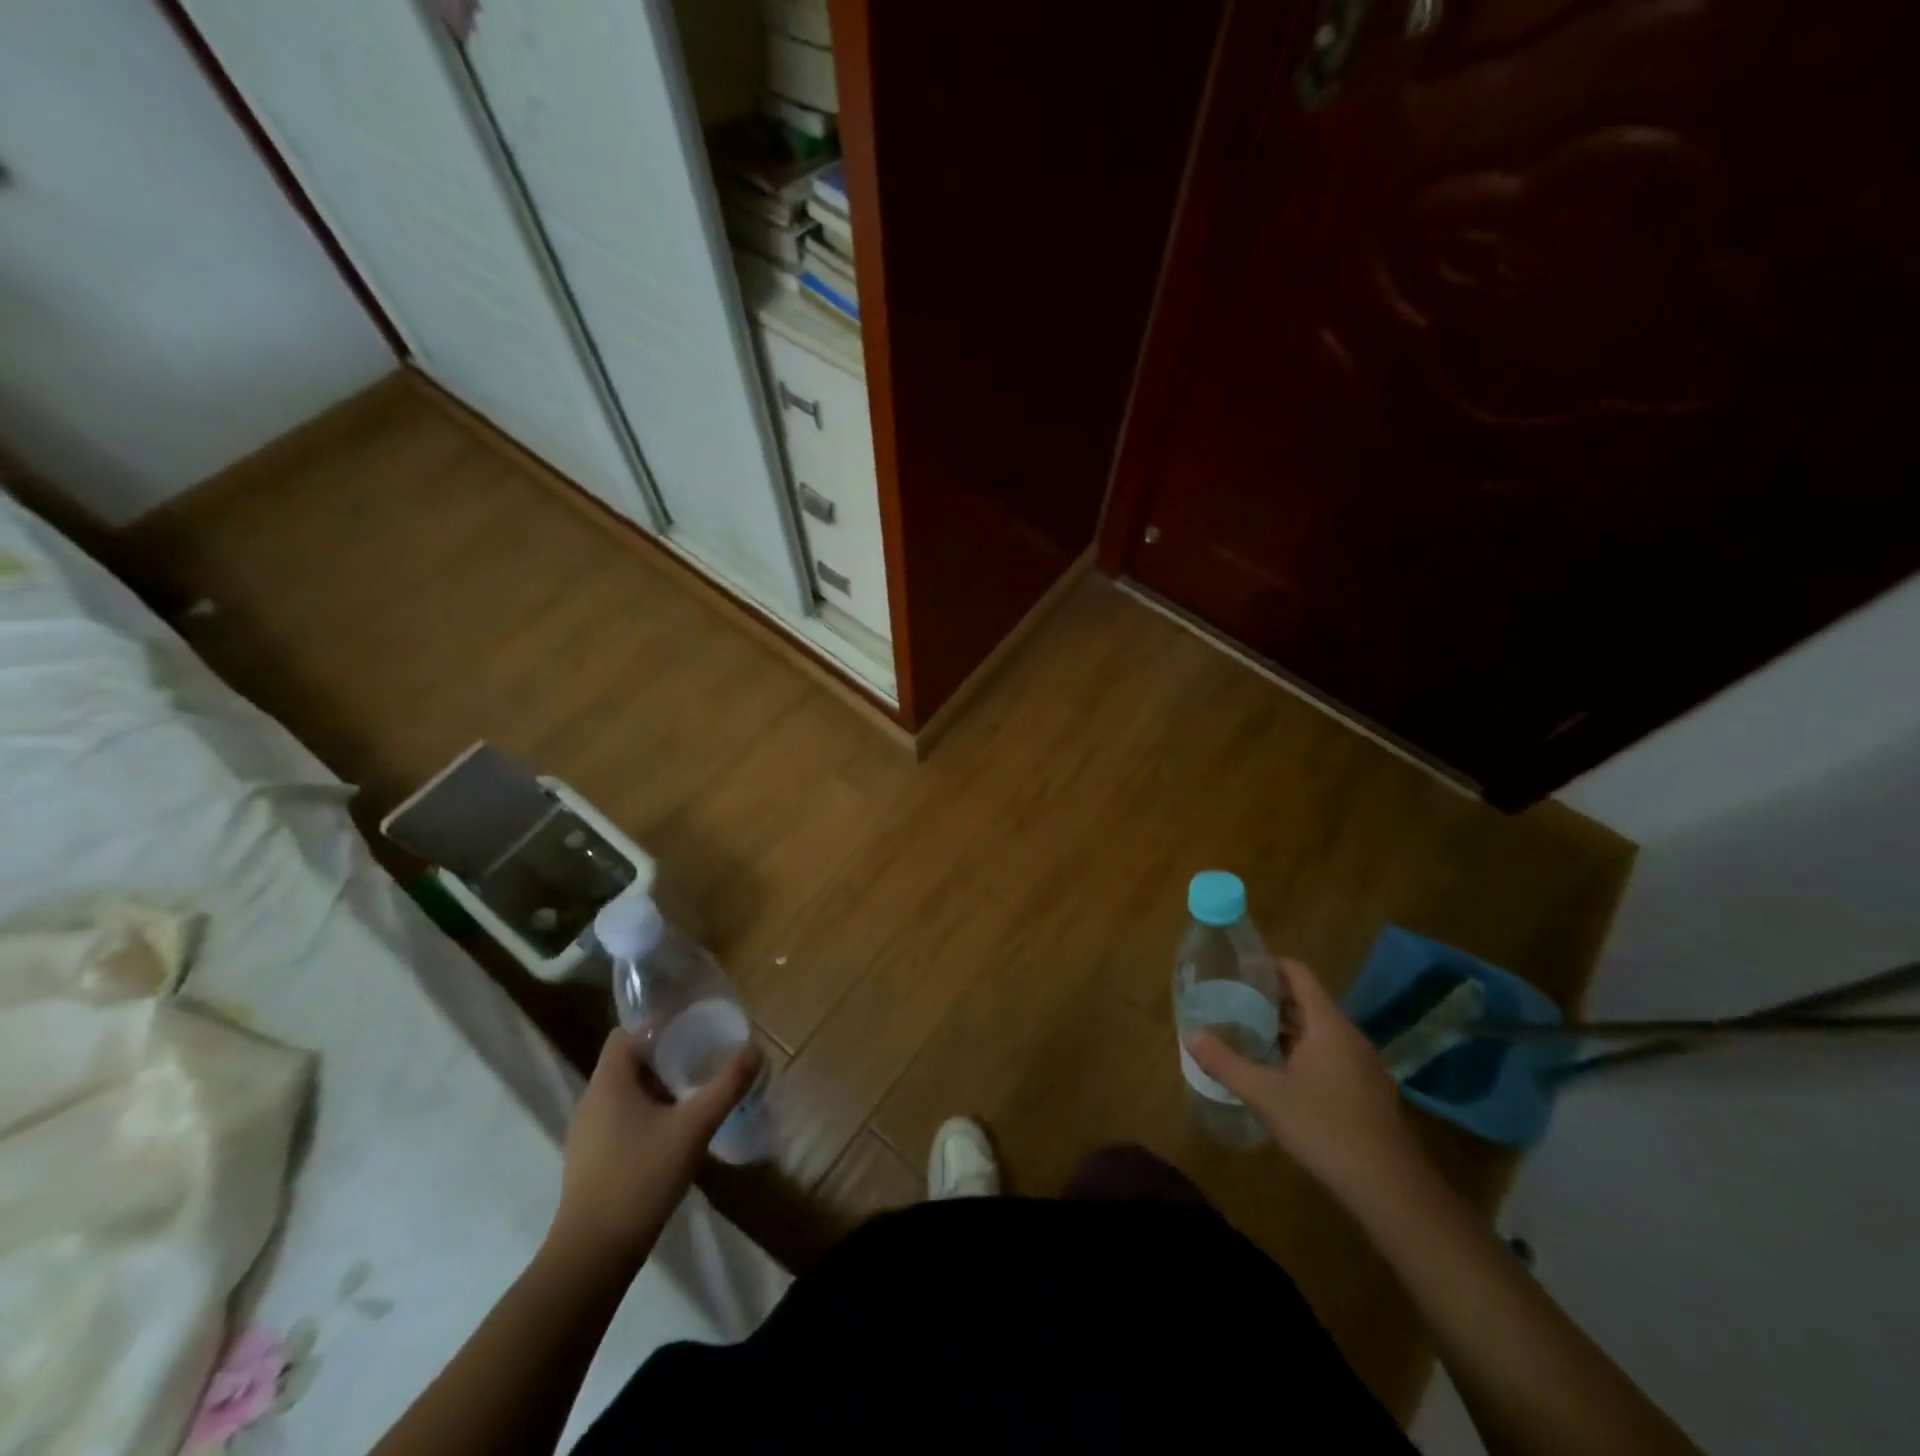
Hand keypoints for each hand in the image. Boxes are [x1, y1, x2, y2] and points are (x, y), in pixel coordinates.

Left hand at [545, 1029, 761, 1274]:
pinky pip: (620, 1120)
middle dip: (665, 1055)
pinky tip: (673, 1132)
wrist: (593, 1256)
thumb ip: (726, 1086)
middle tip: (703, 1056)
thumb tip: (754, 1049)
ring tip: (694, 1091)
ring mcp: (586, 1133)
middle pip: (628, 1061)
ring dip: (657, 1086)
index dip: (658, 1024)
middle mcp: (591, 1100)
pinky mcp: (589, 1160)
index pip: (626, 1032)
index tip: (692, 1025)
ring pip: (624, 1092)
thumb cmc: (640, 1178)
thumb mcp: (694, 1128)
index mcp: (608, 1082)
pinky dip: (645, 1114)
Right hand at [1187, 959, 1432, 1213]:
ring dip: (1285, 1028)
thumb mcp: (1265, 1095)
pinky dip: (1302, 1051)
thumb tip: (1191, 1036)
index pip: (1298, 973)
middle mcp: (1348, 1036)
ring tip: (1249, 1035)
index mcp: (1328, 1024)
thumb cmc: (1324, 1128)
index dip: (1269, 965)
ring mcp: (1362, 1064)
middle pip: (1307, 1001)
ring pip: (1318, 1030)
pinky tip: (1279, 1075)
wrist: (1390, 1188)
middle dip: (1270, 999)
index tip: (1238, 969)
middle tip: (1233, 1002)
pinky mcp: (1366, 1091)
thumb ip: (1226, 1063)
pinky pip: (1329, 1054)